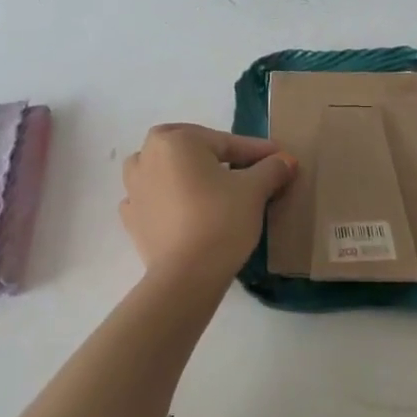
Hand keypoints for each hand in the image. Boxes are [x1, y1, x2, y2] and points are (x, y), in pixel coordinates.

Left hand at [121, 124, 295, 282]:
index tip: (280, 158)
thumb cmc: (221, 220)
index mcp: (175, 140)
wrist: (186, 276)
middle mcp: (147, 155)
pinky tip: (184, 208)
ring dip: (185, 172)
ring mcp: (134, 187)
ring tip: (209, 184)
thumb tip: (285, 160)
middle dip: (217, 155)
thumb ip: (271, 169)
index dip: (256, 152)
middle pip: (191, 149)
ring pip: (165, 168)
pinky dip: (168, 197)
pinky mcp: (131, 217)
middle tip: (245, 168)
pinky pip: (153, 197)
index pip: (226, 143)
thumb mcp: (254, 190)